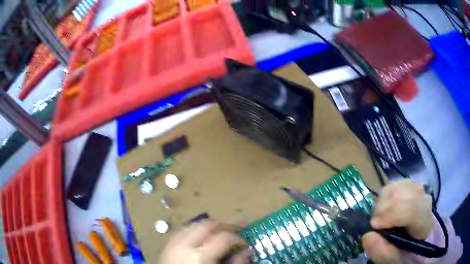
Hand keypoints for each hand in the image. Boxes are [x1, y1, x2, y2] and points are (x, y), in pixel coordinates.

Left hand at [159, 220, 251, 263]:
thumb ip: (235, 263)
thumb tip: (246, 251)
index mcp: (200, 256)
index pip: (224, 237)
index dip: (238, 238)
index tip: (244, 243)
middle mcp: (184, 246)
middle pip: (206, 225)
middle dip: (222, 226)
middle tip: (233, 232)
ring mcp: (172, 244)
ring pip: (192, 225)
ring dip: (207, 227)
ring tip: (218, 234)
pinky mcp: (166, 247)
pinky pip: (182, 232)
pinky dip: (193, 231)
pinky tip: (200, 239)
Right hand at [362, 179, 433, 263]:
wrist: (408, 239)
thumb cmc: (400, 251)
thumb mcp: (391, 258)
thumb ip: (381, 252)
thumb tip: (368, 235)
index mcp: (424, 224)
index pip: (412, 209)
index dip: (391, 215)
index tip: (374, 226)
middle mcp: (424, 201)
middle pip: (403, 195)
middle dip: (383, 210)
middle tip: (375, 225)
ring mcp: (418, 190)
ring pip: (396, 188)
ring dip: (381, 204)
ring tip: (379, 219)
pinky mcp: (409, 184)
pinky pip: (393, 185)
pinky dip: (383, 198)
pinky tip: (383, 210)